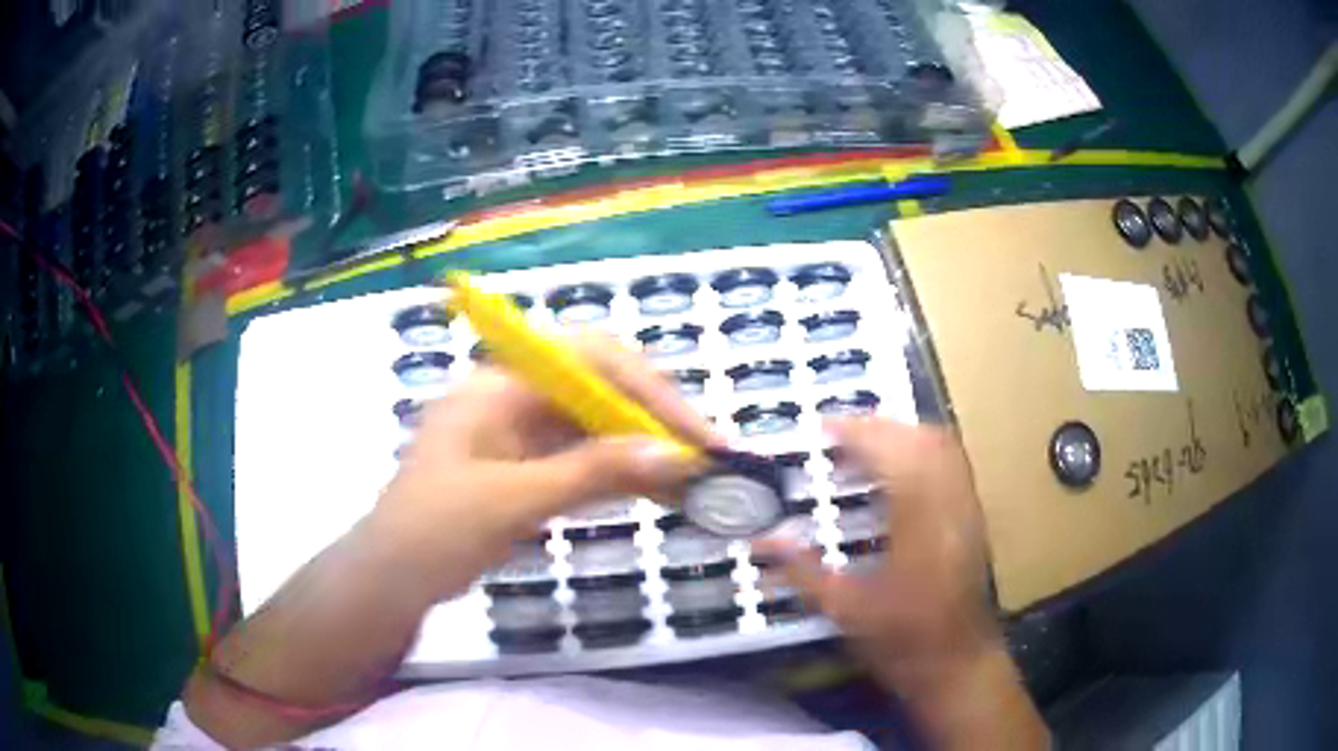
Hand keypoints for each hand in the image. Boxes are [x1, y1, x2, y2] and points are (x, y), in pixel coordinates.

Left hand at [374, 334, 714, 597]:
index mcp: (501, 385)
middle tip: (707, 457)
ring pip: (597, 426)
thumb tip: (673, 455)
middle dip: (656, 418)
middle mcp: (515, 397)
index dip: (649, 389)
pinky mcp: (526, 467)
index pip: (590, 359)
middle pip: (601, 389)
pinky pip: (584, 459)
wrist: (391, 579)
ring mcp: (520, 434)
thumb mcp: (512, 501)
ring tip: (696, 477)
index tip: (693, 434)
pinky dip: (621, 473)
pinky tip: (656, 489)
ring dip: (645, 448)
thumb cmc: (435, 531)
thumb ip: (592, 473)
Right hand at [754, 418, 1047, 748]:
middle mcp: (949, 506)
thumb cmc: (903, 643)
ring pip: (942, 446)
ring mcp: (967, 509)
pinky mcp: (973, 517)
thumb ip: (803, 572)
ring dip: (901, 433)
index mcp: (918, 526)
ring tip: (863, 444)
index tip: (822, 429)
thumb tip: (761, 542)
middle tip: (838, 433)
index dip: (857, 432)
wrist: (958, 664)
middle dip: (879, 425)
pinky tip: (897, 470)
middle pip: (922, 439)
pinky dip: (921, 450)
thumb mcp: (847, 612)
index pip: (892, 455)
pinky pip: (951, 463)